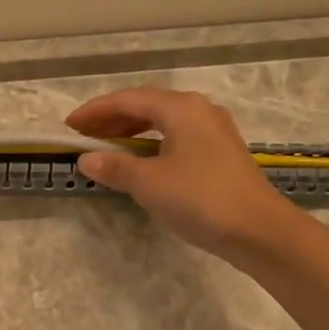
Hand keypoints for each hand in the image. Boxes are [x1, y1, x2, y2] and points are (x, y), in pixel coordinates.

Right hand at [65, 86, 297, 259]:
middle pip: (146, 105)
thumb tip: (86, 159)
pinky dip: (151, 144)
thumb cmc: (200, 199)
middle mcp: (198, 110)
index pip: (128, 98)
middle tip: (83, 136)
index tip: (69, 126)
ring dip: (131, 131)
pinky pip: (176, 137)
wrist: (259, 230)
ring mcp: (213, 130)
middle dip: (112, 119)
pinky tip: (140, 161)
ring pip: (163, 122)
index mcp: (180, 108)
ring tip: (106, 148)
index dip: (95, 111)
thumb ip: (115, 167)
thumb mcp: (149, 183)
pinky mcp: (221, 152)